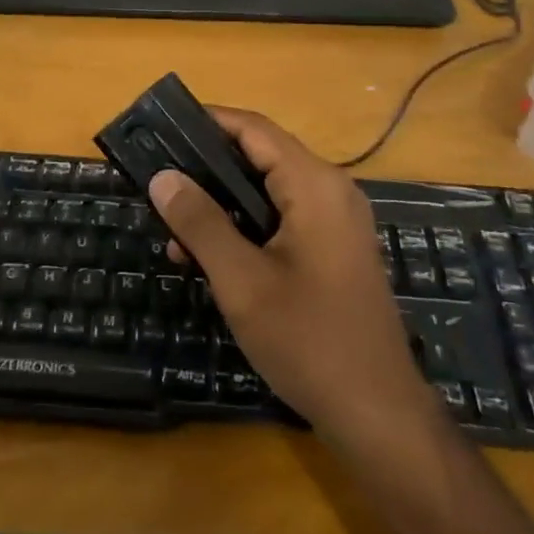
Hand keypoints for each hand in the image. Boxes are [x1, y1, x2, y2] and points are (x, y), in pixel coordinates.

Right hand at [148, 107, 438, 448]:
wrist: (376, 413)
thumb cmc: (308, 340)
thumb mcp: (241, 280)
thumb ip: (200, 222)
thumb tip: (162, 176)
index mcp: (313, 185)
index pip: (253, 129)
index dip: (206, 121)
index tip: (160, 128)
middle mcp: (330, 191)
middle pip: (259, 157)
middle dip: (206, 168)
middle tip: (157, 181)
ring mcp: (335, 222)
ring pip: (266, 192)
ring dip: (220, 205)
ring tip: (173, 230)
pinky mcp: (333, 249)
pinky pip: (280, 219)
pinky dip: (244, 228)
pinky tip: (208, 257)